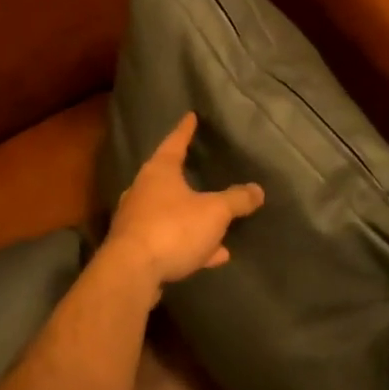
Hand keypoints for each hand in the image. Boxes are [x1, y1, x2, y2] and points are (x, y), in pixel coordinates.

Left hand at [103, 112, 263, 297]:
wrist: (131, 273)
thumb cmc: (173, 229)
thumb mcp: (214, 212)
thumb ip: (236, 200)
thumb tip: (257, 190)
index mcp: (159, 172)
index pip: (174, 142)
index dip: (185, 130)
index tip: (190, 116)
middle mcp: (143, 191)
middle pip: (168, 179)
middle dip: (186, 178)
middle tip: (200, 170)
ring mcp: (137, 221)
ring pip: (171, 214)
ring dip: (193, 219)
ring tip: (218, 225)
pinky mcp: (137, 249)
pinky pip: (171, 241)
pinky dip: (191, 244)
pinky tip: (214, 256)